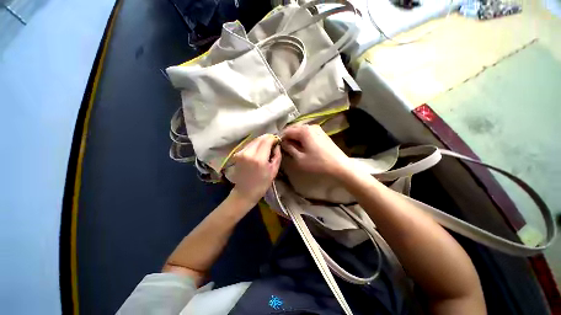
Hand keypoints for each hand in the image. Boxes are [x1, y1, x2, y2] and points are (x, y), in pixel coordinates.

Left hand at [229, 134, 281, 206]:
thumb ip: (277, 155)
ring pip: (253, 140)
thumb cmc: (262, 184)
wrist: (244, 192)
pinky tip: (258, 151)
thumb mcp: (274, 170)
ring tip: (266, 147)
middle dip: (267, 138)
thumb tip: (277, 145)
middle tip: (273, 143)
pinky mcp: (237, 154)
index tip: (277, 140)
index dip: (273, 138)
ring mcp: (241, 153)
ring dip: (261, 141)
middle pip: (259, 138)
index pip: (267, 140)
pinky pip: (248, 145)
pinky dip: (255, 145)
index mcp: (259, 158)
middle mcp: (248, 153)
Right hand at [281, 125, 350, 177]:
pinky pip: (307, 132)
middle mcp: (310, 126)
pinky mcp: (321, 133)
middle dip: (288, 137)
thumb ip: (289, 148)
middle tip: (285, 148)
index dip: (281, 138)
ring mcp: (317, 128)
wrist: (339, 165)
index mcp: (304, 130)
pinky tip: (303, 146)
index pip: (287, 131)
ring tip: (293, 148)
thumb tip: (283, 142)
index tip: (278, 146)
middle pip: (294, 129)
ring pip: (300, 130)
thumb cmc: (318, 163)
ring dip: (295, 137)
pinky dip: (302, 138)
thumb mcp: (299, 158)